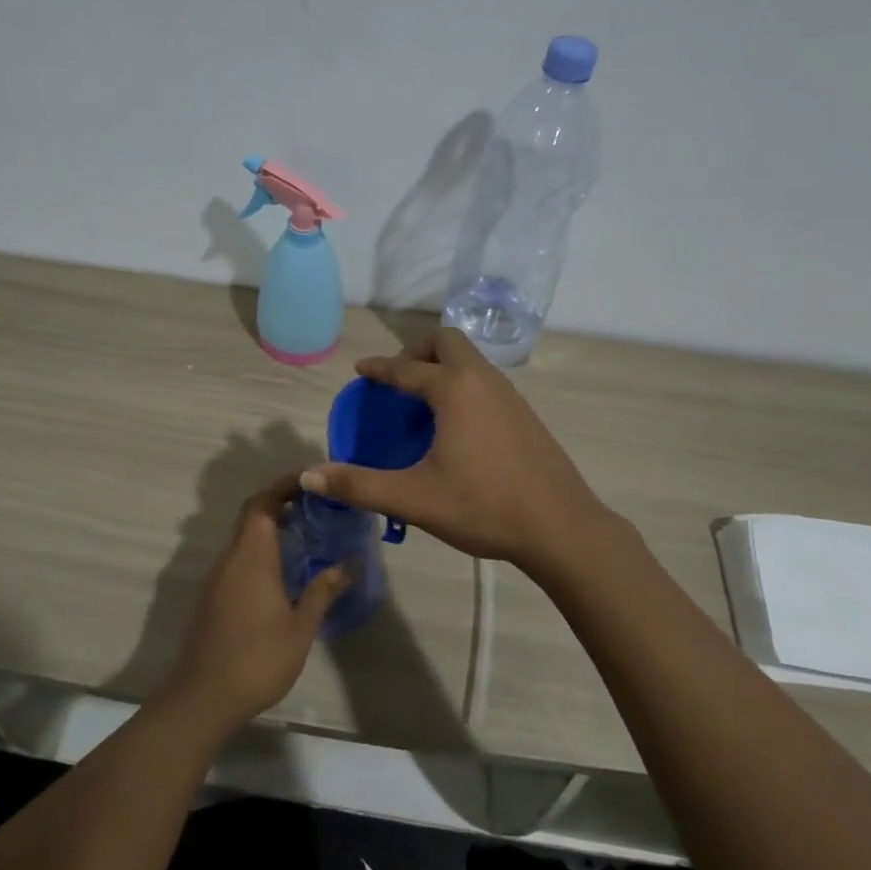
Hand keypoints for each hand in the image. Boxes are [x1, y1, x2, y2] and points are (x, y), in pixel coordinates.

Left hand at [163, 473, 349, 732]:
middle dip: (278, 500)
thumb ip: (323, 590)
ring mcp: (218, 576)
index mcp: (251, 555)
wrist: (203, 698)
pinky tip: (281, 568)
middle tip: (313, 503)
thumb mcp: (300, 627)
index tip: (309, 481)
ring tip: (303, 530)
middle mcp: (230, 557)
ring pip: (243, 535)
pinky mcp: (213, 595)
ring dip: (268, 525)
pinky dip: (259, 547)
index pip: (262, 502)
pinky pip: (238, 556)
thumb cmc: (257, 658)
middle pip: (251, 514)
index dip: (283, 485)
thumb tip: (350, 564)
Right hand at [298, 327, 607, 566]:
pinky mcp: (526, 414)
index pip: (405, 368)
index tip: (361, 369)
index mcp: (453, 389)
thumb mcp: (414, 498)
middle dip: (418, 352)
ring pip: (471, 359)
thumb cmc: (483, 506)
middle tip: (400, 381)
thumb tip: (309, 476)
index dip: (379, 368)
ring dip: (443, 367)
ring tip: (424, 403)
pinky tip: (458, 426)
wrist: (561, 527)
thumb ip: (359, 485)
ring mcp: (510, 394)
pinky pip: (486, 381)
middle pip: (447, 342)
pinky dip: (463, 385)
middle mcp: (482, 379)